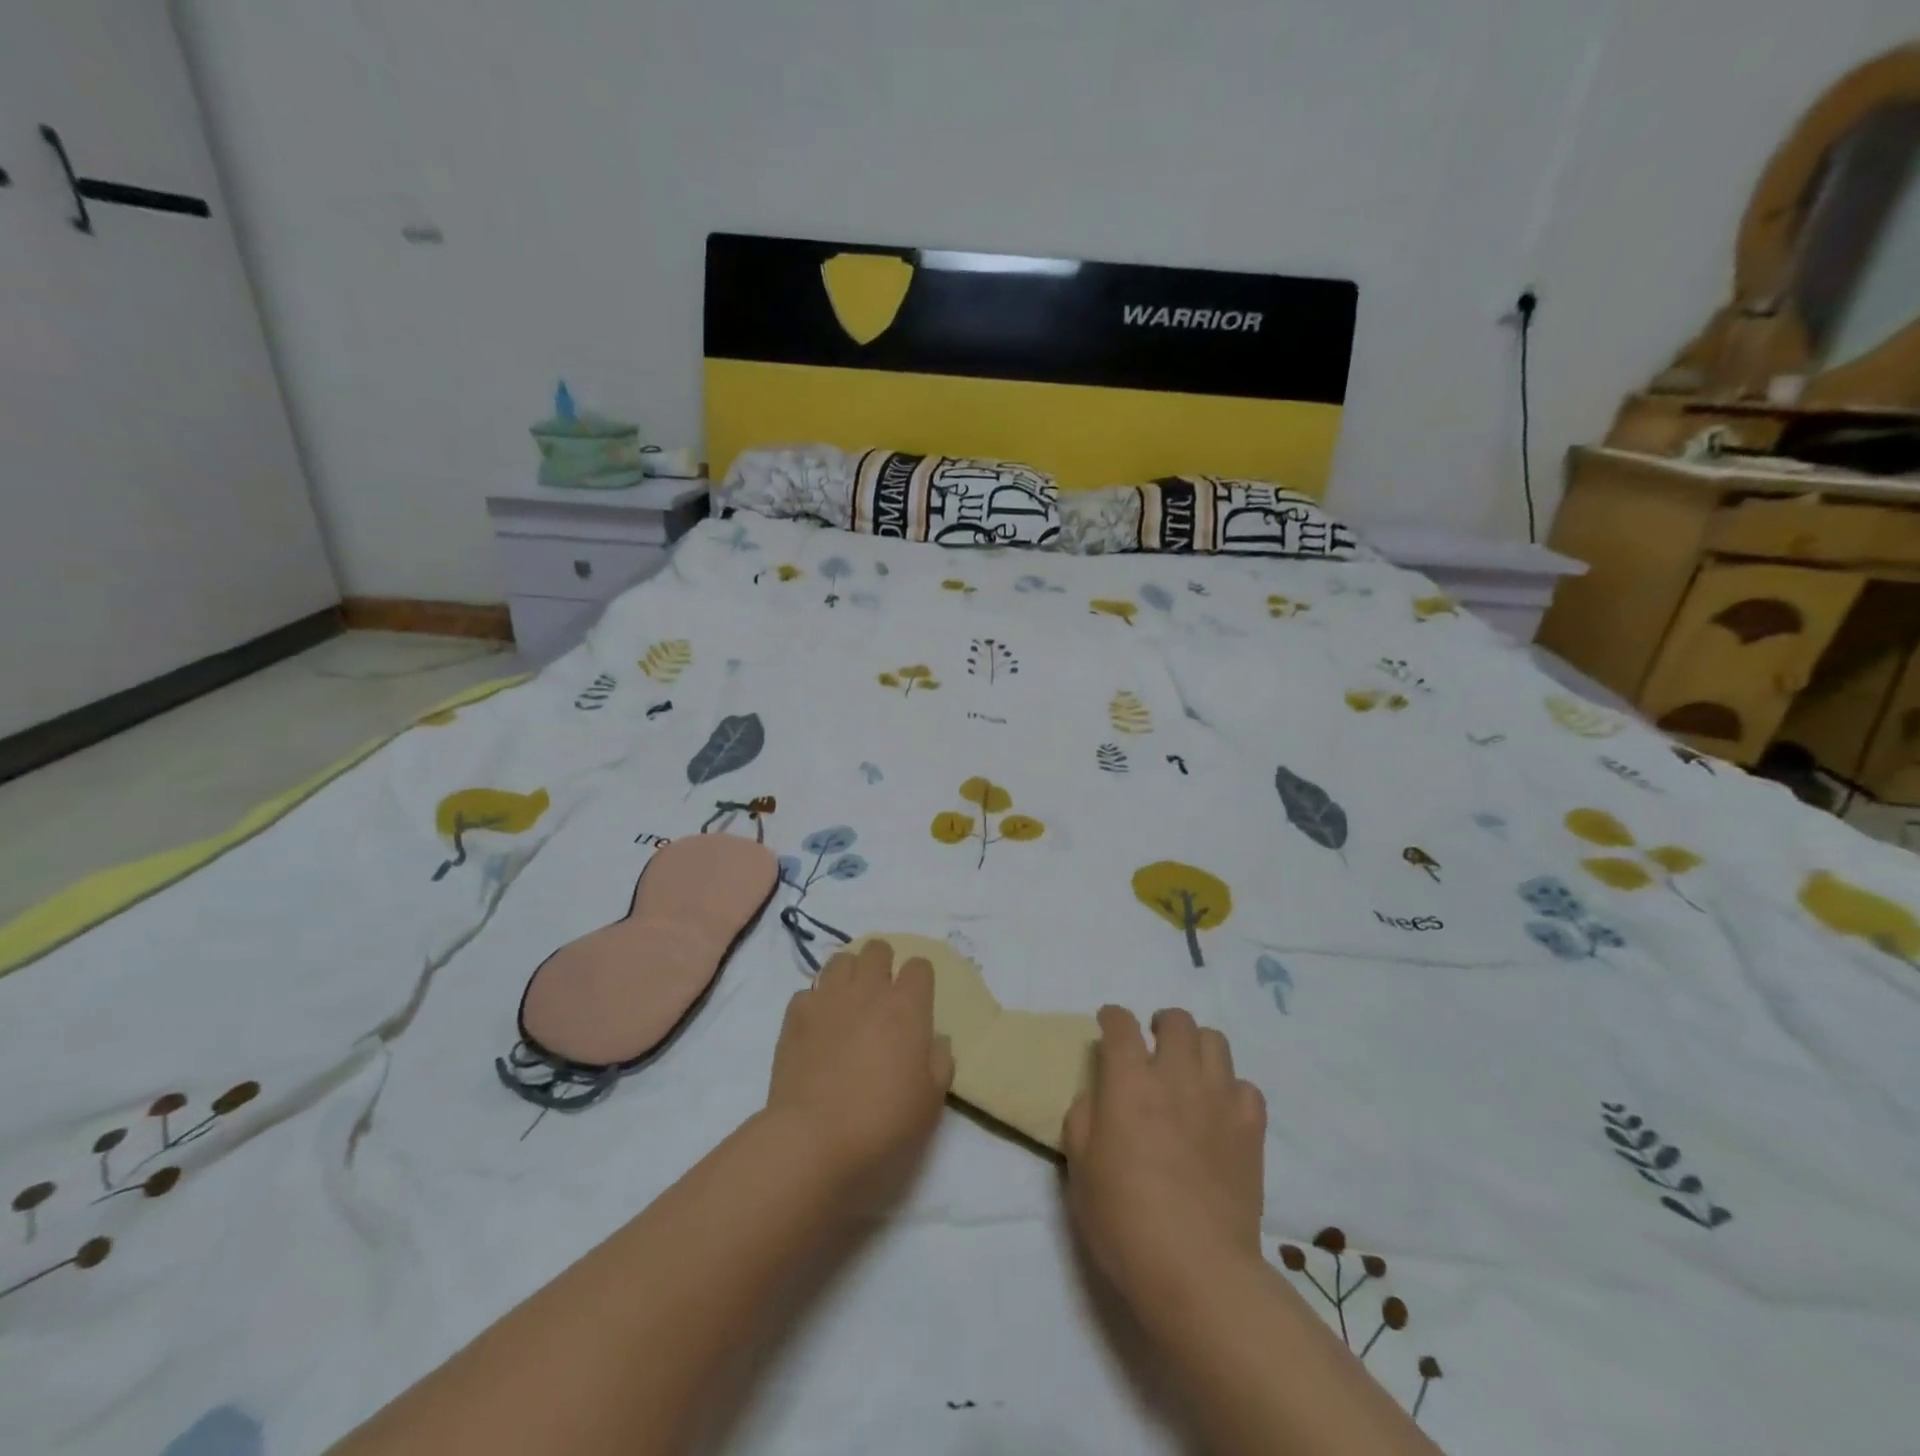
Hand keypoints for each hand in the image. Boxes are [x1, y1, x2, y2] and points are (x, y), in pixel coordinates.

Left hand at [765, 939, 954, 1205]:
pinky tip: (818, 1026)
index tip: (918, 1001)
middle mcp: (868, 990)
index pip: (920, 965)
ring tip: (849, 1002)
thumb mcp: (931, 1101)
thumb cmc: (883, 1122)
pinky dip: (816, 1001)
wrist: (813, 1139)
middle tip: (882, 996)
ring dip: (849, 974)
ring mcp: (828, 997)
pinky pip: (809, 990)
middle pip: (878, 949)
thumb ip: (940, 1062)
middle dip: (883, 965)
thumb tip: (935, 1041)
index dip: (920, 980)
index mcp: (907, 1006)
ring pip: (841, 959)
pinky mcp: (795, 1014)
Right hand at [1063, 1007, 1266, 1308]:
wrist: (1196, 1269)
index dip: (1112, 1017)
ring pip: (1215, 1041)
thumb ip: (1084, 1118)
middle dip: (1160, 1024)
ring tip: (1187, 1071)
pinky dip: (1230, 1089)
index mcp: (1130, 1080)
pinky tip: (1219, 1110)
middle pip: (1176, 1020)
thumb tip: (1098, 1095)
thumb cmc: (1124, 1219)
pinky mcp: (1251, 1127)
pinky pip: (1245, 1086)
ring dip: (1196, 1047)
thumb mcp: (1080, 1167)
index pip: (1120, 1024)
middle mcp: (1176, 1075)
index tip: (1108, 1025)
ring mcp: (1219, 1098)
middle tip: (1153, 1046)